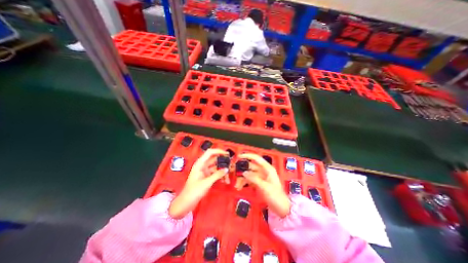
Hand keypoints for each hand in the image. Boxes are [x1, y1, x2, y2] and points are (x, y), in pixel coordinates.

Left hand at [169, 149, 229, 217]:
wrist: (186, 203)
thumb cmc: (194, 191)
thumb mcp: (206, 183)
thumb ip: (217, 175)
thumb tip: (226, 169)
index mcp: (200, 163)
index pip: (210, 152)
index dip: (219, 151)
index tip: (227, 154)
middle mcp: (202, 165)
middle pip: (214, 160)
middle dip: (223, 162)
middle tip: (231, 165)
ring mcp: (205, 171)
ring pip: (216, 167)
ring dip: (222, 171)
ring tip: (228, 177)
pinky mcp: (206, 177)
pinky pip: (215, 173)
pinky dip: (220, 176)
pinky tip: (225, 180)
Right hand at [239, 152, 290, 217]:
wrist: (281, 208)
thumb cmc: (276, 196)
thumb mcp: (265, 187)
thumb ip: (254, 179)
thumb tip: (244, 172)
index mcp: (267, 168)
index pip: (256, 158)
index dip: (248, 155)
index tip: (239, 156)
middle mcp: (263, 171)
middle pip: (250, 166)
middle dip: (242, 170)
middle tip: (234, 173)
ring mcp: (260, 177)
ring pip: (249, 174)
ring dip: (242, 178)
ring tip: (237, 185)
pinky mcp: (258, 183)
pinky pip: (249, 180)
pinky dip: (244, 182)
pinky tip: (239, 187)